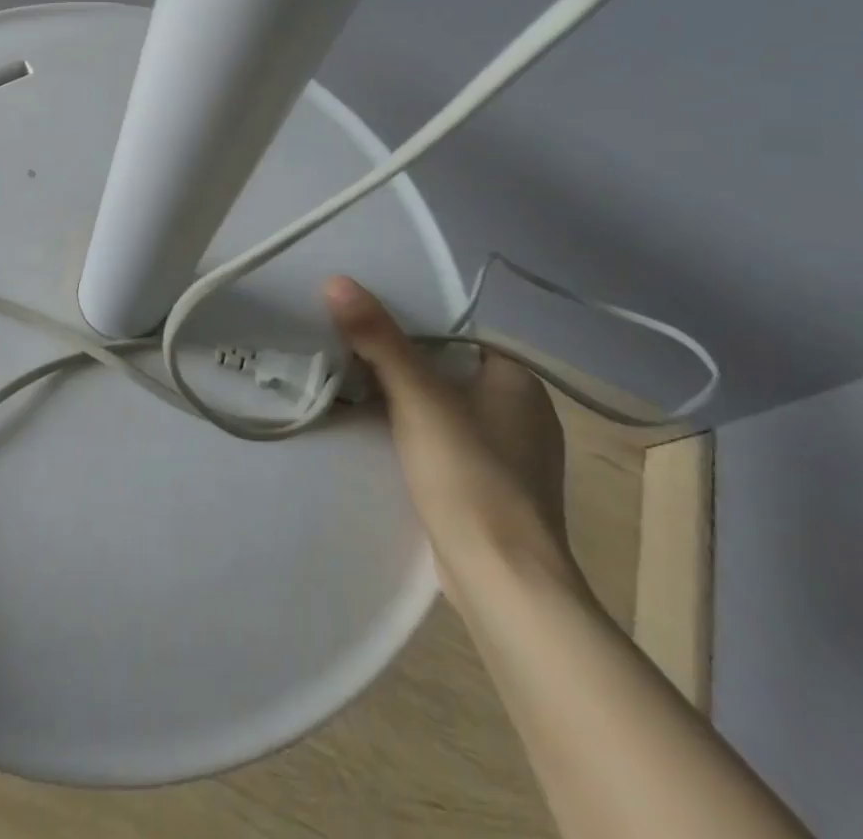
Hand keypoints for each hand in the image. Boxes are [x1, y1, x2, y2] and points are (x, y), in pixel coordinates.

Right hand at [324, 275, 582, 610]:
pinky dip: (422, 443)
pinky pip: (451, 448)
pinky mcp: (498, 494)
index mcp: (520, 382)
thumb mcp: (417, 397)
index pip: (454, 338)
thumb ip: (378, 338)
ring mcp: (515, 459)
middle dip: (403, 371)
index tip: (363, 333)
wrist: (505, 582)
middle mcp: (526, 415)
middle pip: (447, 375)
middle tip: (352, 364)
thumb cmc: (469, 474)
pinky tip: (389, 448)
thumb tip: (336, 280)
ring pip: (448, 413)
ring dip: (409, 409)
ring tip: (359, 399)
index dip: (408, 333)